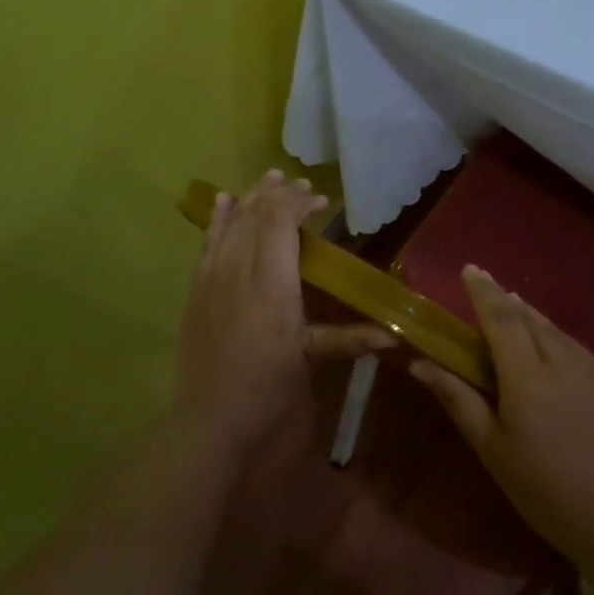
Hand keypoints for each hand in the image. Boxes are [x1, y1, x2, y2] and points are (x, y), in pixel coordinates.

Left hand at [174, 170, 393, 450]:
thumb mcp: (312, 360)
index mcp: (273, 284)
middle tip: (300, 184)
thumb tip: (397, 335)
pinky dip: (217, 218)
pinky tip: (223, 200)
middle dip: (279, 194)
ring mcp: (213, 277)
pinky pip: (206, 242)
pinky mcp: (196, 288)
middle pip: (256, 216)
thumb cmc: (268, 388)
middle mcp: (240, 270)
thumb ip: (352, 339)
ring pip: (231, 223)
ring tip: (269, 178)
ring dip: (251, 197)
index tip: (321, 201)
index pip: (281, 223)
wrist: (211, 415)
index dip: (300, 204)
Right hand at [411, 266, 593, 567]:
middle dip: (512, 307)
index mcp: (528, 379)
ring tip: (530, 339)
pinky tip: (574, 386)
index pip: (502, 318)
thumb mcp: (492, 449)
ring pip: (567, 341)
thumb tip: (421, 363)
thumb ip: (458, 399)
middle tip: (497, 303)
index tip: (472, 269)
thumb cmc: (544, 492)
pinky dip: (576, 363)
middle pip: (534, 322)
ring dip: (544, 333)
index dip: (484, 291)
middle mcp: (570, 364)